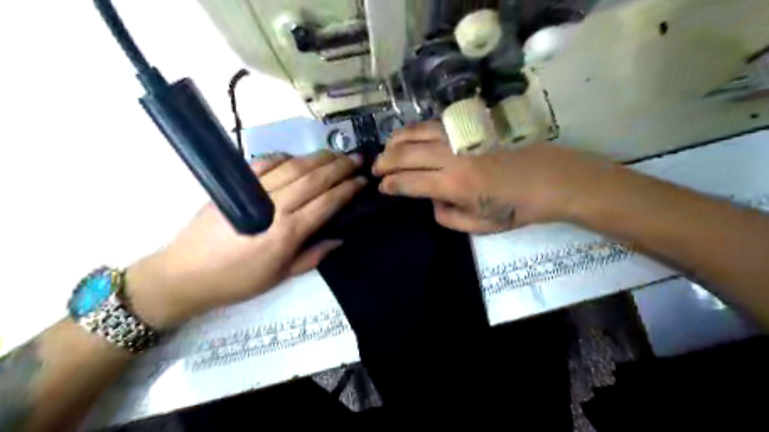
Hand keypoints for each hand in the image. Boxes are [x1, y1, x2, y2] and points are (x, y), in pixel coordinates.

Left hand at [126, 150, 365, 328]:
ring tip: (336, 153)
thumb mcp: (279, 277)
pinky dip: (285, 157)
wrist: (184, 274)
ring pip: (293, 168)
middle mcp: (274, 208)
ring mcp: (253, 193)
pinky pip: (265, 164)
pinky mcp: (235, 186)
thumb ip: (312, 256)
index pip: (326, 203)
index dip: (347, 190)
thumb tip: (339, 239)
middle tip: (357, 158)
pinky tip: (298, 157)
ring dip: (317, 158)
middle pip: (313, 180)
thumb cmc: (237, 280)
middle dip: (339, 168)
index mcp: (287, 233)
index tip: (362, 181)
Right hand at [373, 121, 617, 233]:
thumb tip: (433, 202)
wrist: (553, 179)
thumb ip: (448, 217)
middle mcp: (451, 157)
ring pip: (417, 132)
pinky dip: (417, 129)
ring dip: (396, 141)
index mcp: (453, 184)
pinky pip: (436, 124)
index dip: (390, 184)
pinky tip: (412, 135)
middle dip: (385, 161)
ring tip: (387, 149)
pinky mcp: (471, 127)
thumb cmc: (518, 208)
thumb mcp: (480, 226)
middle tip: (375, 168)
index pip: (409, 182)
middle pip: (406, 154)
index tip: (381, 187)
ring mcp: (461, 138)